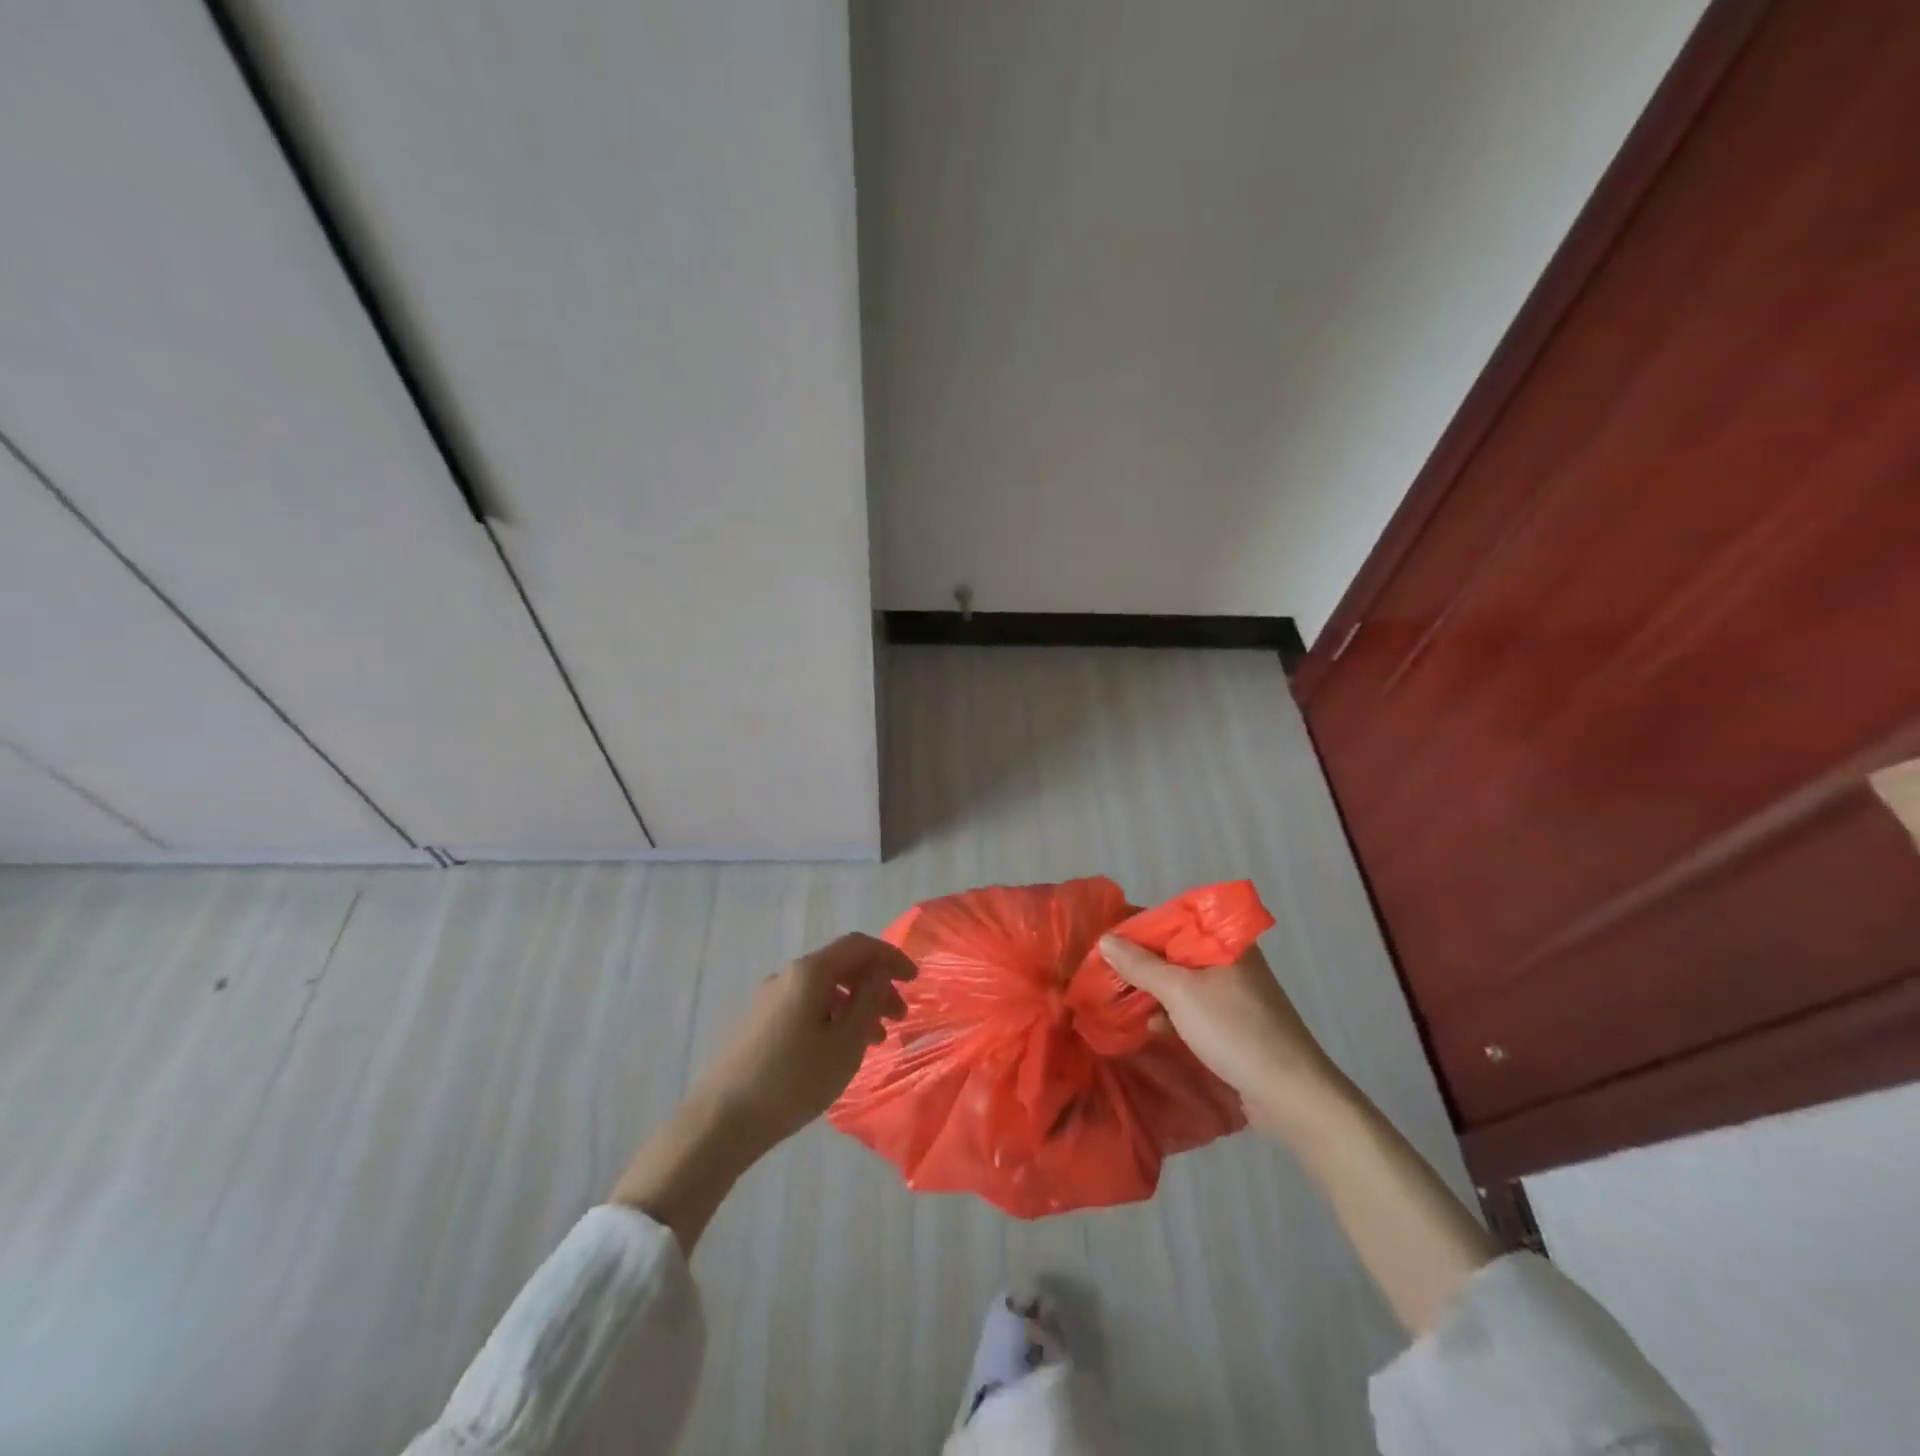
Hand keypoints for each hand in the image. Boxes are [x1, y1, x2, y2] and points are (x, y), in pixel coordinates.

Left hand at [689, 932, 916, 1156]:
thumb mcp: (844, 1044)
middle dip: (875, 986)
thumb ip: (868, 1002)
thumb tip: (877, 974)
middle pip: (841, 966)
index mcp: (810, 972)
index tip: (914, 980)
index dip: (890, 957)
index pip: (858, 946)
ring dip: (855, 1005)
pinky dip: (832, 1016)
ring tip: (875, 1041)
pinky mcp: (758, 1022)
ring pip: (824, 989)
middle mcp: (787, 975)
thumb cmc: (793, 1081)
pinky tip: (839, 1049)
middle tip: (899, 1018)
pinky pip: (806, 1005)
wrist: (720, 1121)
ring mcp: (769, 998)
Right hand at [1099, 936, 1339, 1126]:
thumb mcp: (1180, 992)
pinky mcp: (1233, 1023)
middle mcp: (1231, 960)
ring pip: (1182, 980)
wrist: (1291, 1095)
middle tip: (1103, 972)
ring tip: (1116, 998)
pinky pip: (1192, 1006)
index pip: (1173, 919)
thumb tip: (1105, 939)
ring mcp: (1234, 993)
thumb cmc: (1234, 1030)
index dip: (1137, 927)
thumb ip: (1140, 964)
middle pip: (1175, 950)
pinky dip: (1170, 1012)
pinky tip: (1148, 1025)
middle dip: (1139, 962)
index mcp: (1225, 940)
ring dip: (1152, 989)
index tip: (1104, 941)